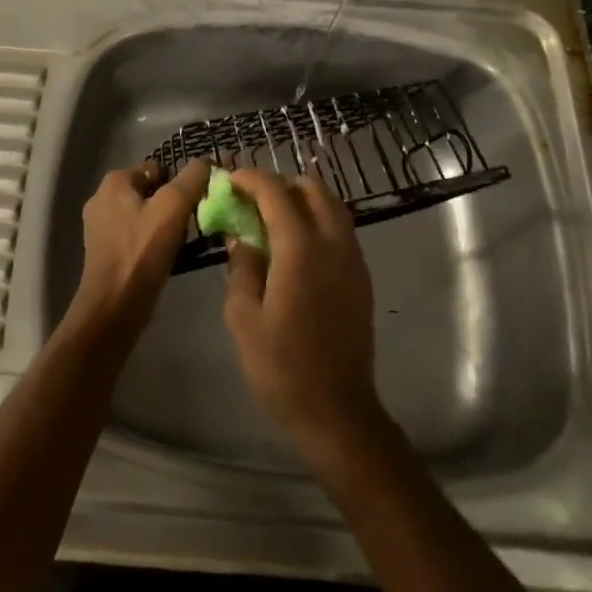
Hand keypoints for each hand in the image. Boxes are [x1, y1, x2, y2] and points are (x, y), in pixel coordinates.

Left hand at [65, 159, 208, 345]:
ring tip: (180, 244)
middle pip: (151, 191)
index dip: (180, 183)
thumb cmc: (142, 252)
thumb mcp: (173, 207)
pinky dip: (150, 242)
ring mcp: (100, 225)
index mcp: (115, 181)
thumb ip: (191, 179)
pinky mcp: (103, 250)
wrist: (113, 307)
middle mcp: (102, 197)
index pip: (158, 168)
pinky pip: (135, 235)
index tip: (196, 205)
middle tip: (190, 225)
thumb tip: (205, 161)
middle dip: (172, 205)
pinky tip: (164, 258)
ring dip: (163, 225)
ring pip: (144, 214)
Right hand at [223, 170, 383, 455]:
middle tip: (253, 202)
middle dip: (280, 185)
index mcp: (300, 248)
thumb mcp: (243, 317)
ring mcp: (353, 259)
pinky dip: (317, 221)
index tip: (230, 181)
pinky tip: (295, 248)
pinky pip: (340, 229)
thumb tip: (242, 238)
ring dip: (302, 201)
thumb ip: (242, 267)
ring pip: (331, 205)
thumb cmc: (282, 367)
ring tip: (273, 222)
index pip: (275, 191)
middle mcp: (332, 243)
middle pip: (311, 188)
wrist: (338, 412)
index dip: (250, 178)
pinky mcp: (361, 277)